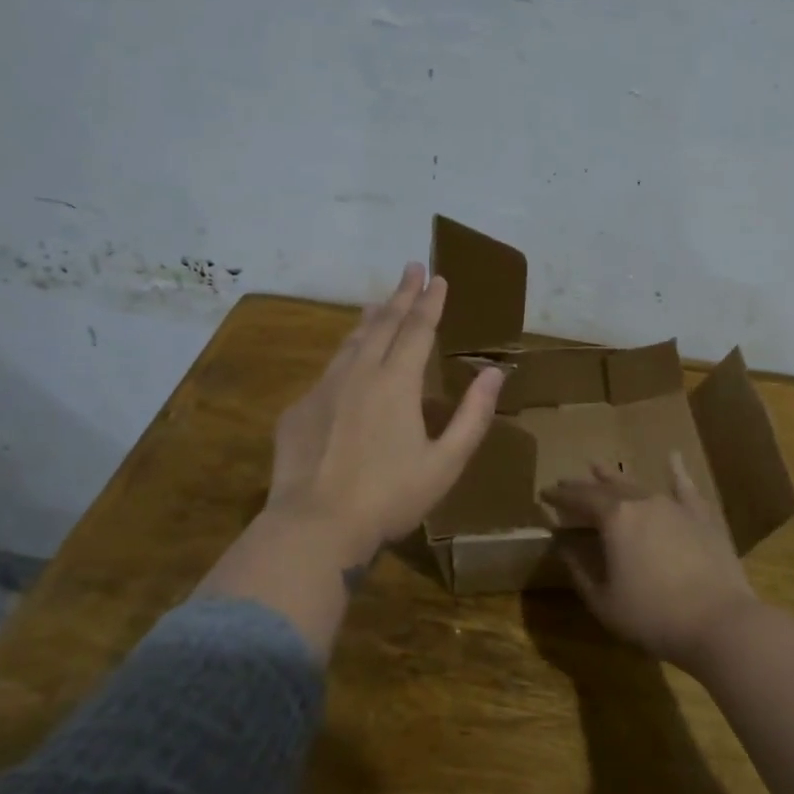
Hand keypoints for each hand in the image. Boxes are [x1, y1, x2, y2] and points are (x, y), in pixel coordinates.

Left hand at [265, 262, 504, 565]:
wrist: (315, 525)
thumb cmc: (390, 497)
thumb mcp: (445, 463)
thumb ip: (473, 415)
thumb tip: (494, 373)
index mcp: (397, 382)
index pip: (417, 329)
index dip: (430, 302)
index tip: (437, 277)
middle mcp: (359, 373)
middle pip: (383, 323)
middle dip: (401, 294)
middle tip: (411, 268)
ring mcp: (324, 389)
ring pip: (351, 342)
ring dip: (370, 319)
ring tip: (377, 303)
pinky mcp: (299, 409)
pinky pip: (328, 371)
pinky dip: (345, 356)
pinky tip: (346, 364)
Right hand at [542, 452, 760, 669]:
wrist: (719, 622)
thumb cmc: (653, 616)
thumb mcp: (604, 601)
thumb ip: (580, 571)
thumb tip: (564, 548)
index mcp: (614, 519)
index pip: (579, 499)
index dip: (560, 496)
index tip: (544, 492)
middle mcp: (642, 502)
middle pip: (606, 487)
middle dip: (584, 485)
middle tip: (567, 482)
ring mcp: (675, 506)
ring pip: (639, 484)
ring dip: (617, 476)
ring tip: (600, 466)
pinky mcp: (702, 517)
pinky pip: (685, 488)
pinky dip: (676, 471)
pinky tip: (673, 456)